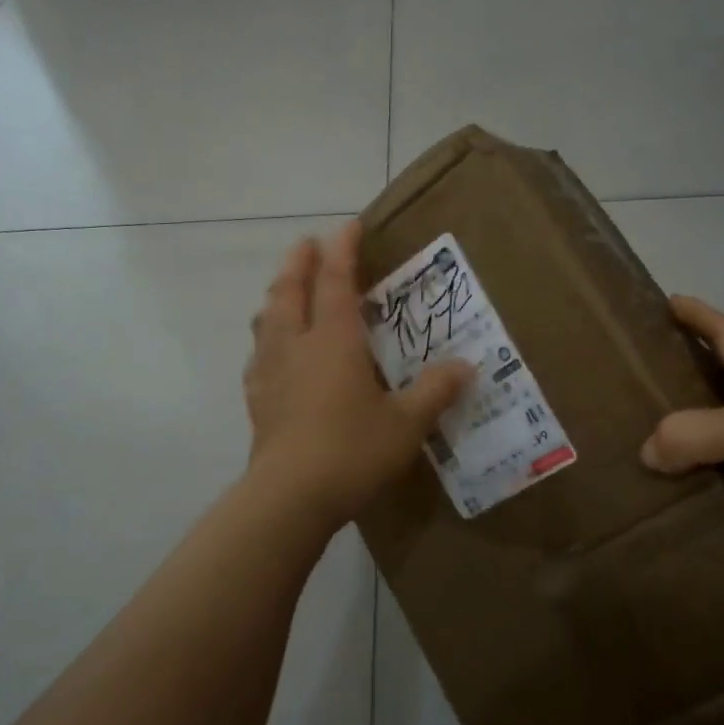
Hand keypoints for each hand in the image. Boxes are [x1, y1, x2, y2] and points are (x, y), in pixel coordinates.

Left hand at [244, 221, 472, 530]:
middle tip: (307, 244)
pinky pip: (259, 355)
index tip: (348, 226)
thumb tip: (466, 366)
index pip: (335, 280)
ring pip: (267, 319)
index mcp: (333, 340)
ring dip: (277, 295)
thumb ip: (435, 391)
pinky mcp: (258, 399)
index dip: (342, 250)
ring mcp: (271, 372)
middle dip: (298, 262)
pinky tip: (272, 353)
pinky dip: (266, 340)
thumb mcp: (406, 423)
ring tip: (285, 290)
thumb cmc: (352, 451)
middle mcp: (297, 345)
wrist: (290, 498)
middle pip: (290, 290)